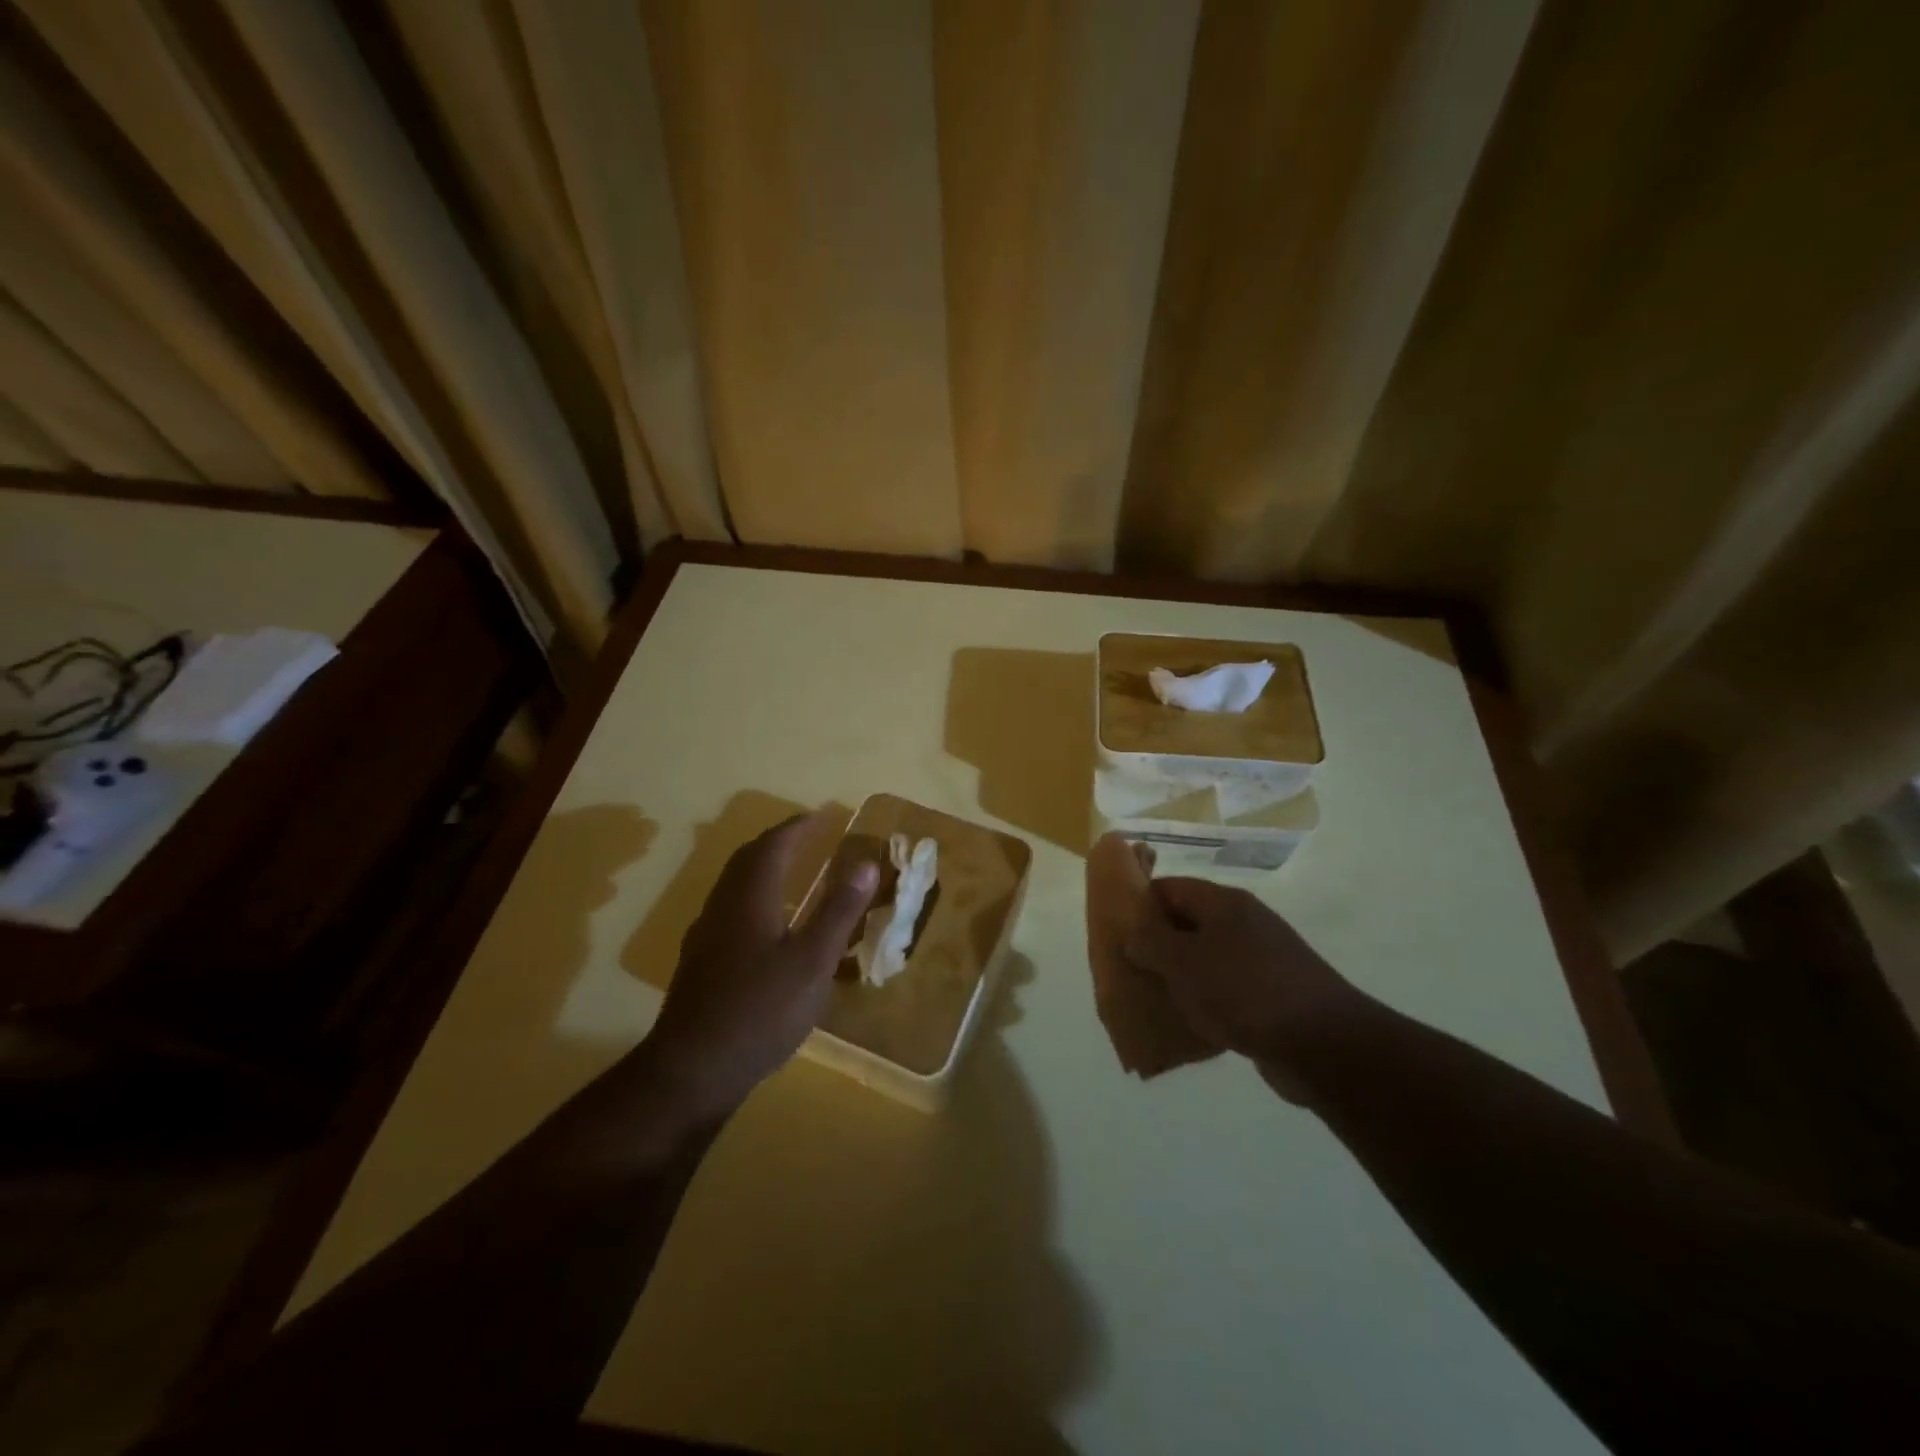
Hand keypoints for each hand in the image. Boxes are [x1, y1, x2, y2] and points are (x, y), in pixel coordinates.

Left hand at [644, 813, 877, 1120]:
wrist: (692, 1069)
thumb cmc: (761, 1011)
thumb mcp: (813, 962)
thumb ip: (839, 911)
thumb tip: (866, 863)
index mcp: (750, 898)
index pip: (773, 846)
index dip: (798, 827)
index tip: (822, 816)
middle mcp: (723, 906)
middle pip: (747, 859)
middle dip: (778, 841)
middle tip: (807, 835)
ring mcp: (706, 934)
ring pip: (734, 884)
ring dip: (762, 866)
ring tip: (790, 870)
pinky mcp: (700, 961)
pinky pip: (729, 908)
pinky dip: (753, 895)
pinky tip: (765, 922)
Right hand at [1125, 878, 1370, 1102]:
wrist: (1323, 1045)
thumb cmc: (1244, 991)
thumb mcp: (1183, 962)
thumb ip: (1149, 943)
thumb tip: (1133, 934)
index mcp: (1223, 904)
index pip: (1169, 887)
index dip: (1138, 903)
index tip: (1114, 929)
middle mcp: (1244, 923)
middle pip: (1187, 922)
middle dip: (1155, 944)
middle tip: (1127, 967)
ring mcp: (1262, 959)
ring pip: (1205, 958)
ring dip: (1179, 976)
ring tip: (1151, 997)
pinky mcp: (1273, 995)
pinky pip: (1226, 990)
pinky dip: (1205, 1002)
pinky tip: (1188, 1024)